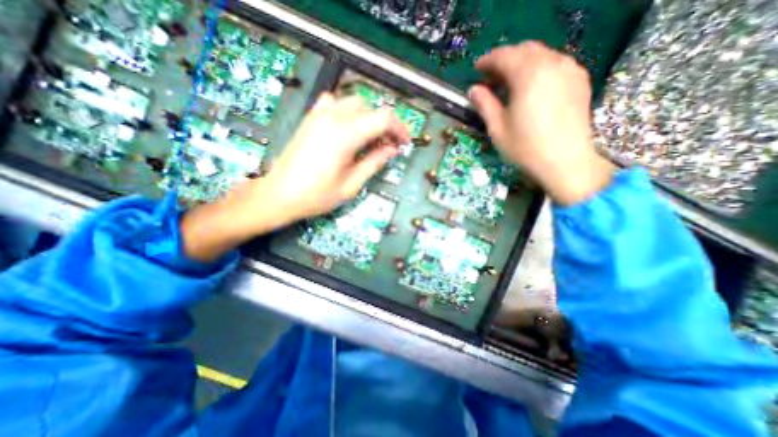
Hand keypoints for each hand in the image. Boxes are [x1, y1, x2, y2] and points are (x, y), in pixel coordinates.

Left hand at [257, 91, 409, 220]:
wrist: (279, 194)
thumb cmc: (316, 196)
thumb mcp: (351, 184)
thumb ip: (374, 163)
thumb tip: (392, 149)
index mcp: (345, 135)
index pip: (383, 119)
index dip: (399, 128)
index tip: (405, 142)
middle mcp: (332, 117)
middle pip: (370, 108)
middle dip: (385, 125)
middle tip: (389, 146)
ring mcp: (319, 115)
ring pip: (354, 103)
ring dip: (368, 118)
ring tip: (371, 139)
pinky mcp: (310, 118)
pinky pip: (334, 103)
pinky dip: (348, 112)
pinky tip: (348, 129)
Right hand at [467, 42, 613, 203]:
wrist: (566, 162)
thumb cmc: (525, 148)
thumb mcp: (497, 128)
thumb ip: (485, 104)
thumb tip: (473, 90)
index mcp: (528, 75)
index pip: (504, 56)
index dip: (487, 61)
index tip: (476, 70)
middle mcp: (552, 64)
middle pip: (524, 50)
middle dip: (505, 59)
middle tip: (491, 77)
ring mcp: (569, 70)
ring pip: (542, 55)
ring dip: (522, 63)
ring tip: (509, 82)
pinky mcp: (580, 81)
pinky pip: (556, 63)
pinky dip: (539, 68)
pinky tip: (532, 86)